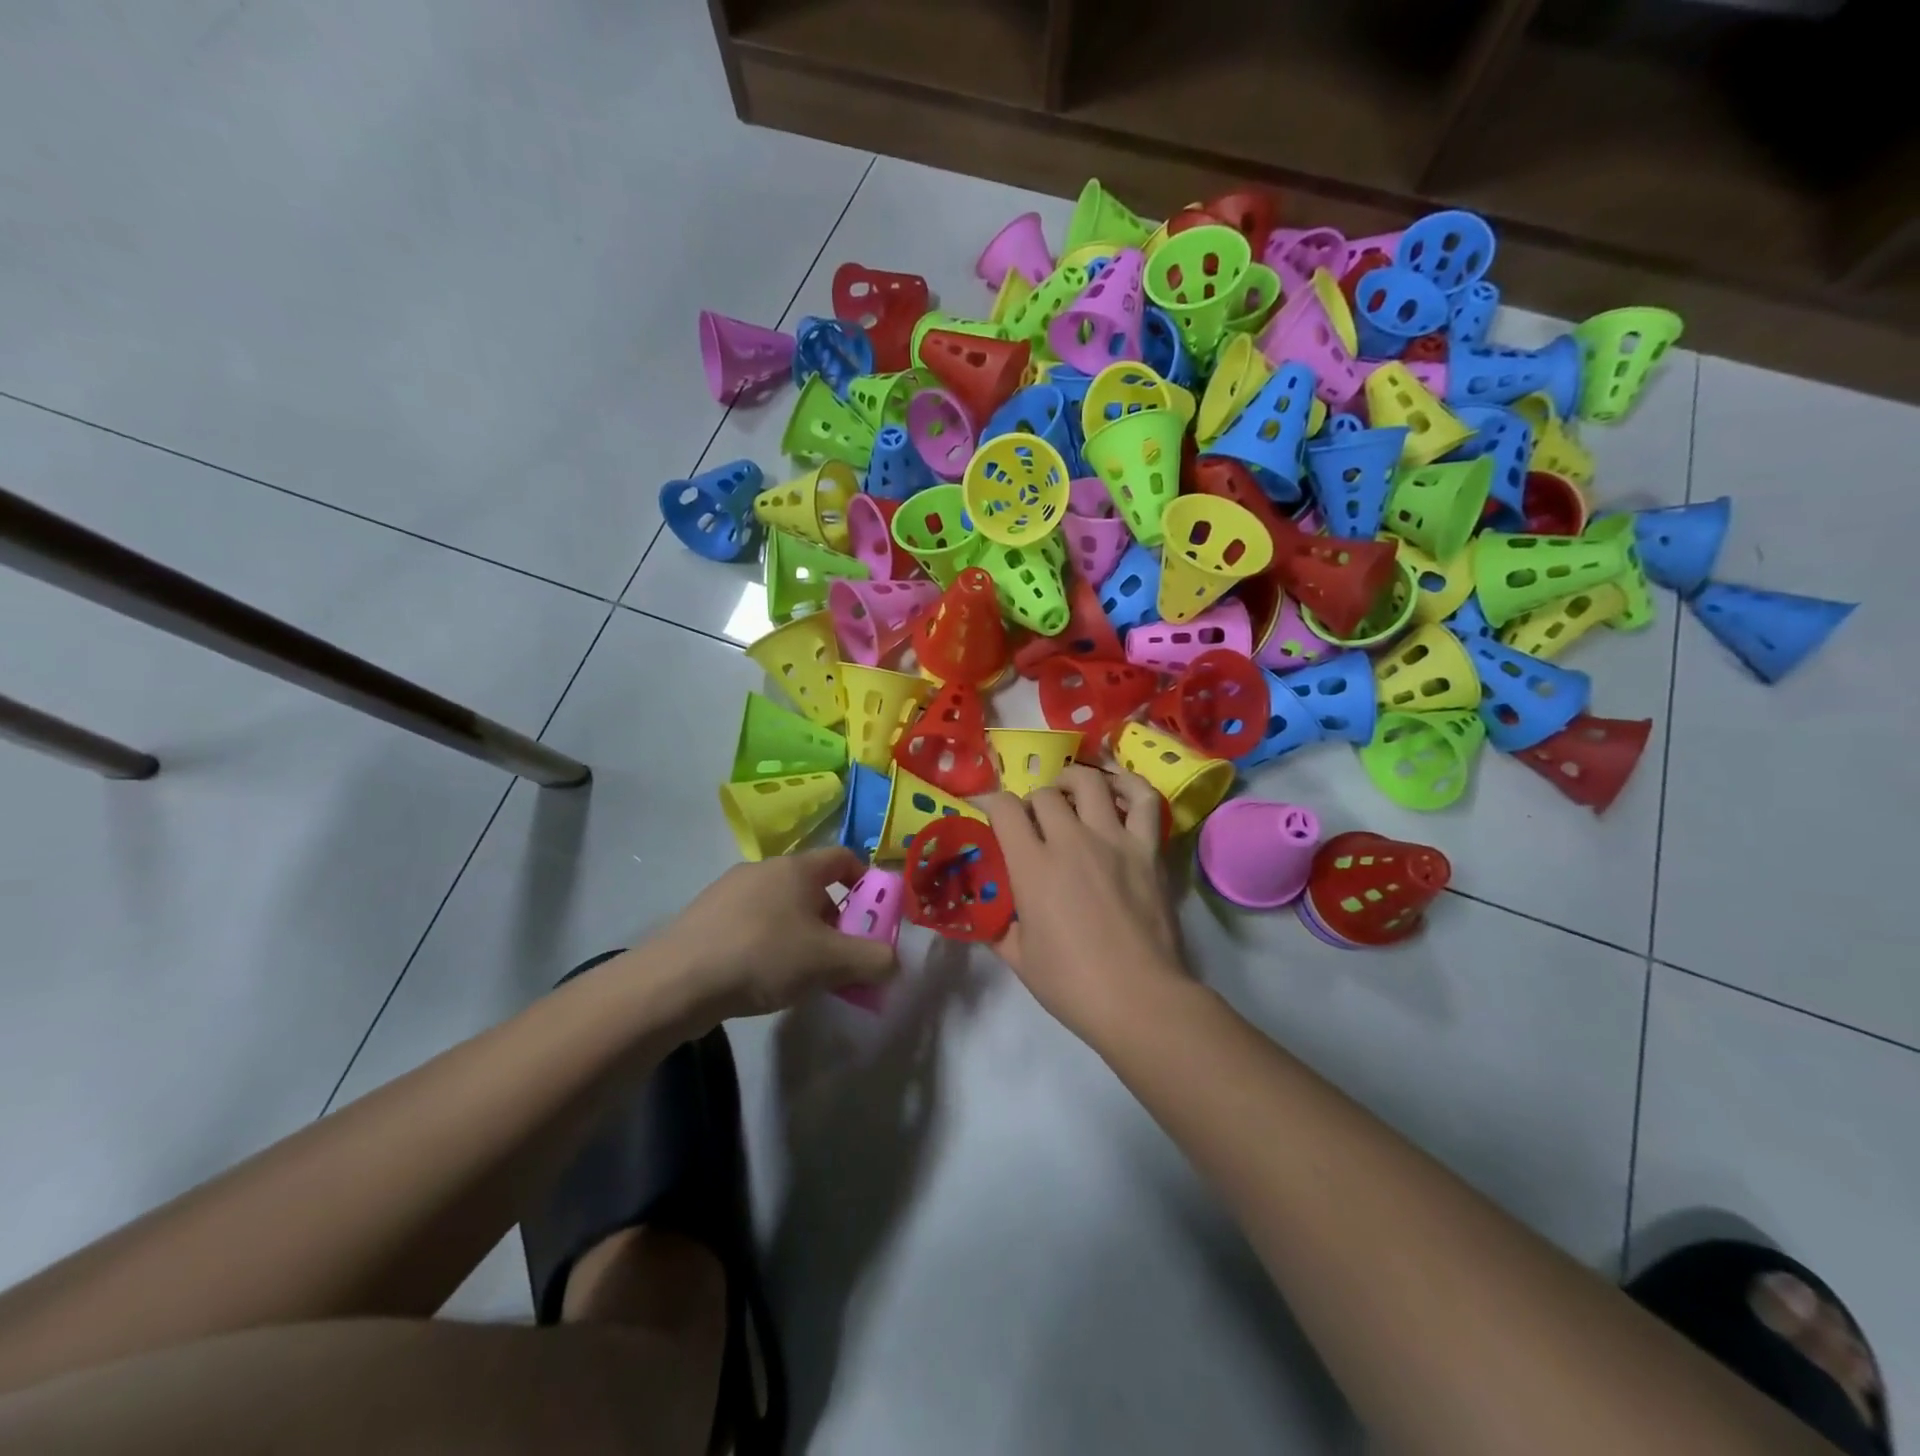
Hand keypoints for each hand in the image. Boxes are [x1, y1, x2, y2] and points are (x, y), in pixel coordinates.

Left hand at [644, 848, 897, 1022]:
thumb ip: (873, 960)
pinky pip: (752, 923)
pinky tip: (762, 978)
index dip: (866, 882)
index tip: (874, 917)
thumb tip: (894, 961)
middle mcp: (764, 869)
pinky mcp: (705, 917)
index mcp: (797, 868)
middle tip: (840, 957)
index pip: (844, 857)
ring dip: (802, 934)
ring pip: (782, 907)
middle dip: (835, 919)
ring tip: (802, 975)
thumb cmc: (763, 956)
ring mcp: (729, 891)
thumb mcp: (830, 962)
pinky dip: (769, 943)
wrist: (675, 981)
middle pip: (813, 886)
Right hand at [983, 765, 1187, 1039]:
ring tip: (1069, 792)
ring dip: (1073, 781)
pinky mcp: (1147, 849)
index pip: (1005, 809)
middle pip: (1045, 793)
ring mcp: (1114, 840)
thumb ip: (998, 925)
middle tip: (1034, 821)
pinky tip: (1117, 789)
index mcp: (1033, 866)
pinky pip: (1144, 801)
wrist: (1139, 1000)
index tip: (987, 811)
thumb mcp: (1018, 958)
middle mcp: (1071, 841)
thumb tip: (988, 910)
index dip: (991, 803)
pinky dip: (1130, 785)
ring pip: (1090, 783)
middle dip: (1032, 801)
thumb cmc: (1072, 984)